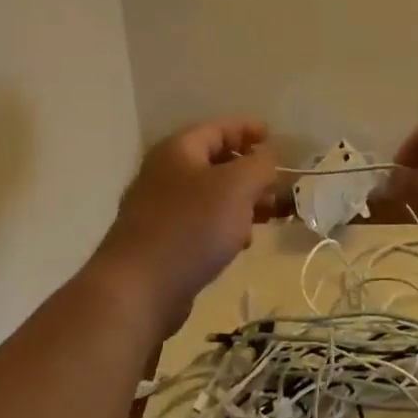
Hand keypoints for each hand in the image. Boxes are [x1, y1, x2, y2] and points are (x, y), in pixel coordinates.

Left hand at [88, 118, 283, 332]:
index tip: (275, 138)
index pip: (219, 127)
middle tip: (279, 186)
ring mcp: (161, 208)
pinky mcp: (162, 241)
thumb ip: (259, 165)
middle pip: (216, 161)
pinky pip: (201, 222)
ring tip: (270, 216)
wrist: (138, 290)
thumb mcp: (236, 187)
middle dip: (251, 171)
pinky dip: (225, 225)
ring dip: (243, 201)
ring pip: (211, 195)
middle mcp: (166, 173)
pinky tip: (242, 243)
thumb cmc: (191, 227)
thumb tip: (267, 158)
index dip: (248, 128)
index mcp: (179, 150)